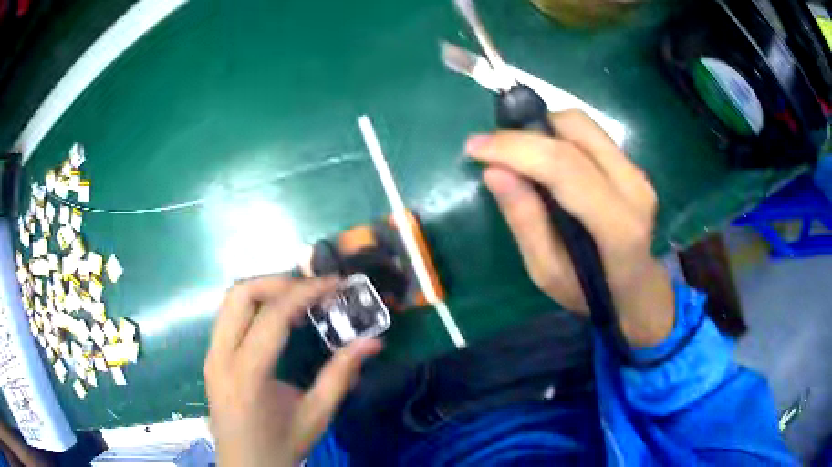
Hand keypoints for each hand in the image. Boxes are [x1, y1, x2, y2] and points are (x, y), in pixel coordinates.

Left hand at [204, 277, 381, 466]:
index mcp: (248, 373)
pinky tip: (277, 320)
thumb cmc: (282, 446)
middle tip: (312, 291)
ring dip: (264, 291)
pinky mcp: (211, 357)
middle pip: (240, 293)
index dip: (306, 291)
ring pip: (230, 300)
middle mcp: (221, 356)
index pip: (273, 314)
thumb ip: (342, 375)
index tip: (334, 284)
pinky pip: (228, 316)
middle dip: (279, 282)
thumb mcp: (317, 415)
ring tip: (297, 301)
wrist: (246, 466)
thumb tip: (373, 343)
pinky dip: (254, 306)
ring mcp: (211, 354)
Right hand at [466, 110, 674, 346]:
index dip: (516, 148)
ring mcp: (638, 172)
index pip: (565, 165)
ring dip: (542, 128)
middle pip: (576, 129)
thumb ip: (525, 222)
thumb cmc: (590, 293)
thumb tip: (493, 171)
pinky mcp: (633, 165)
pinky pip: (590, 134)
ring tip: (515, 152)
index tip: (475, 148)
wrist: (638, 290)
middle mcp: (634, 188)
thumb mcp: (548, 273)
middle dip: (526, 131)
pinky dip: (557, 135)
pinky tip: (542, 156)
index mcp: (618, 225)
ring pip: (583, 124)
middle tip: (494, 149)